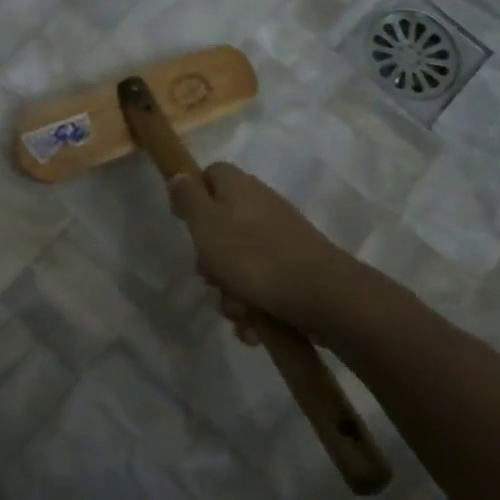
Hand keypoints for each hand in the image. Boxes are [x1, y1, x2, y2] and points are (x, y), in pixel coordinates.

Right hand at [167, 162, 346, 340]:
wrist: (321, 294)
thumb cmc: (251, 255)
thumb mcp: (205, 224)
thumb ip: (188, 198)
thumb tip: (179, 174)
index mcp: (238, 187)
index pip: (210, 175)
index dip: (194, 196)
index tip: (185, 223)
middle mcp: (260, 205)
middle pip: (222, 224)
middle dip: (211, 258)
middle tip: (209, 277)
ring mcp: (280, 235)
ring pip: (241, 259)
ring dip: (231, 290)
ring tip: (237, 311)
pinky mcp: (296, 265)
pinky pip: (264, 281)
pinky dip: (255, 303)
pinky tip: (254, 325)